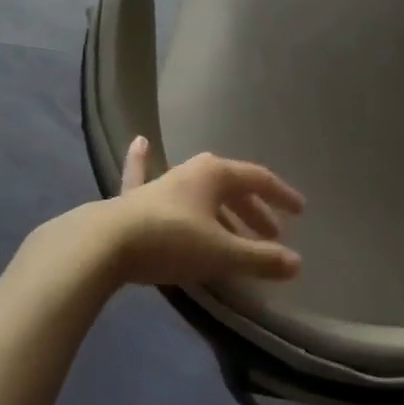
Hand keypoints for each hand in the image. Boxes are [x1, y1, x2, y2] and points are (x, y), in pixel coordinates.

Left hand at [101, 137, 304, 286]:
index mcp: (216, 175)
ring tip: (236, 229)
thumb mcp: (221, 253)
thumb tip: (297, 263)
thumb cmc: (171, 242)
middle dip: (254, 211)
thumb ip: (260, 258)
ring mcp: (161, 183)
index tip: (299, 212)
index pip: (259, 180)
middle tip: (271, 235)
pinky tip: (140, 141)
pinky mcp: (133, 199)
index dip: (281, 196)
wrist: (104, 244)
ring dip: (221, 209)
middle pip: (232, 187)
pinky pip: (143, 176)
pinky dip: (143, 161)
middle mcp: (192, 171)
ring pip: (200, 192)